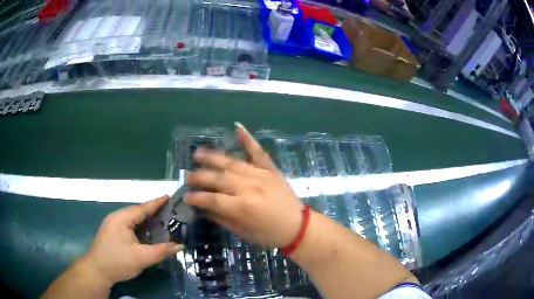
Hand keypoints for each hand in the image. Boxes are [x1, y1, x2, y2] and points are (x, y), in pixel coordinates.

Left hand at [81, 196, 183, 285]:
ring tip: (162, 222)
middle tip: (170, 213)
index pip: (142, 208)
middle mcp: (116, 218)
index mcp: (121, 219)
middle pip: (137, 212)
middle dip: (152, 212)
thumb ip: (161, 251)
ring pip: (133, 220)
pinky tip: (147, 233)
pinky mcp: (112, 234)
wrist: (97, 271)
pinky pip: (129, 227)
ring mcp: (112, 226)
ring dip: (146, 221)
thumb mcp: (142, 258)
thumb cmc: (118, 262)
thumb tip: (180, 246)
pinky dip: (140, 228)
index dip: (156, 203)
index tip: (168, 197)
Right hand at [185, 123, 303, 247]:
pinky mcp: (271, 170)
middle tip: (188, 176)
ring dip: (213, 157)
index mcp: (243, 207)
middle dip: (200, 176)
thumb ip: (222, 218)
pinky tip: (237, 127)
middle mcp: (250, 187)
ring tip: (198, 153)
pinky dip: (248, 140)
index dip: (197, 197)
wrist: (299, 227)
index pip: (213, 198)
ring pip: (232, 163)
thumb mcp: (244, 233)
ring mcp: (261, 175)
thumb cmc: (270, 235)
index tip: (186, 196)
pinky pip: (258, 153)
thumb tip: (203, 208)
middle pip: (219, 178)